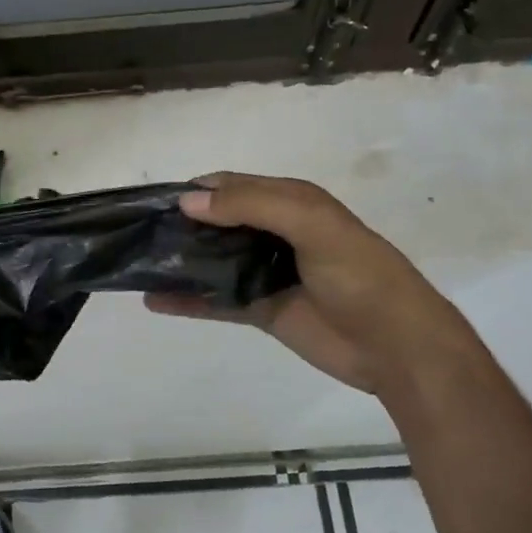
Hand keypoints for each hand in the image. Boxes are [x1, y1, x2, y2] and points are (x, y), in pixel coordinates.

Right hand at [146, 173, 455, 395]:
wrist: (395, 346)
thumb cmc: (358, 275)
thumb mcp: (312, 225)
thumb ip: (252, 206)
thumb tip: (188, 200)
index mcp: (290, 202)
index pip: (231, 186)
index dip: (195, 190)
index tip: (152, 202)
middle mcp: (274, 233)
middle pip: (217, 223)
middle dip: (181, 225)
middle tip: (136, 234)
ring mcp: (266, 273)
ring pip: (213, 261)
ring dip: (181, 261)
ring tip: (136, 264)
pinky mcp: (262, 310)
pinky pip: (216, 300)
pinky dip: (187, 300)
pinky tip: (153, 301)